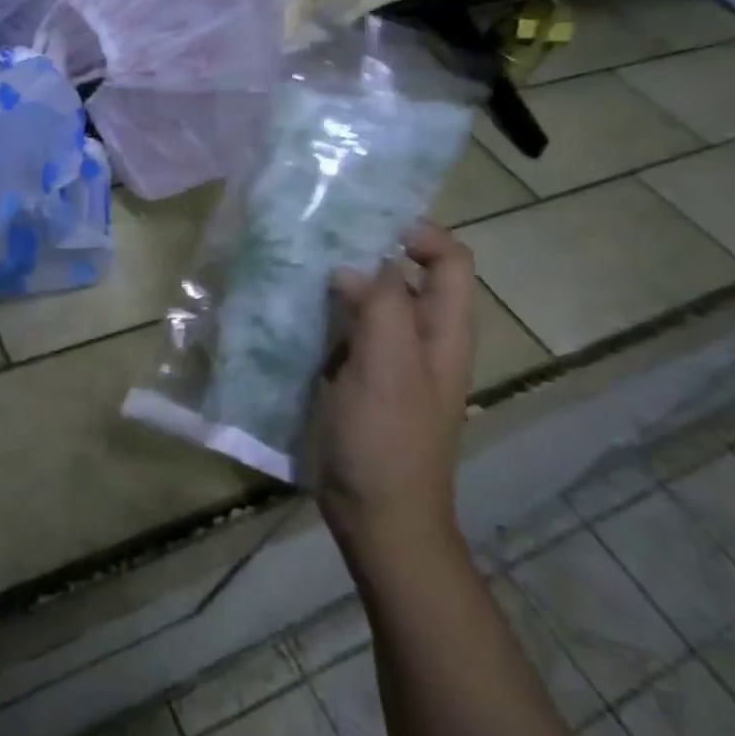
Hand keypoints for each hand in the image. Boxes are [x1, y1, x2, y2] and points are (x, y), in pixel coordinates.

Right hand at [313, 223, 474, 570]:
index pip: (449, 260)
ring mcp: (385, 359)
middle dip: (367, 250)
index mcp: (442, 331)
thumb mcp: (388, 368)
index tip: (365, 220)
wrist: (377, 515)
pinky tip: (285, 308)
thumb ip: (380, 307)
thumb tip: (353, 264)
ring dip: (337, 281)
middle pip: (405, 275)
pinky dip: (320, 313)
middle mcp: (419, 338)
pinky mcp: (354, 377)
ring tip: (294, 262)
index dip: (419, 232)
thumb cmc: (388, 441)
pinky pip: (340, 331)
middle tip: (317, 234)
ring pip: (368, 301)